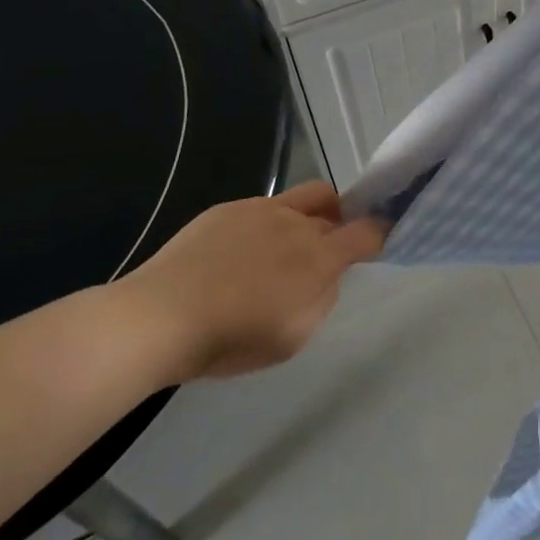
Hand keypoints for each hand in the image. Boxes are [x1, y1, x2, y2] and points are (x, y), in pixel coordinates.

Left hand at [114, 182, 386, 383]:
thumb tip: (327, 276)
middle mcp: (295, 222)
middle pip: (335, 204)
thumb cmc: (230, 339)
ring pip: (300, 200)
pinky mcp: (227, 208)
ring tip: (278, 254)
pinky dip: (266, 226)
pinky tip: (239, 257)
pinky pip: (262, 209)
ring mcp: (259, 209)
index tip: (380, 240)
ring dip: (304, 220)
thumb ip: (322, 299)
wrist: (159, 317)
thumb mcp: (293, 337)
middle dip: (341, 220)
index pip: (367, 231)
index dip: (380, 232)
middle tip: (327, 248)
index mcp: (318, 256)